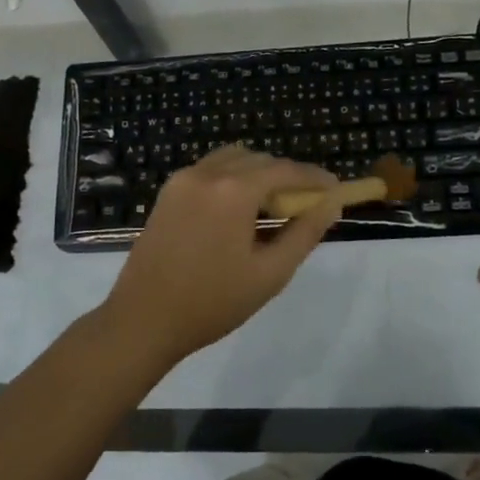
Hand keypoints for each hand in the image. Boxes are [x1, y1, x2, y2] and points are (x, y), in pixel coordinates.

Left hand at [98, 145, 342, 368]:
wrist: (143, 319)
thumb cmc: (212, 302)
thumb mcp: (270, 273)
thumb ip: (304, 233)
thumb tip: (330, 204)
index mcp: (233, 191)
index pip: (285, 170)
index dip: (314, 177)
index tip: (335, 189)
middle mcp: (207, 173)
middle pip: (259, 159)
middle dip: (286, 176)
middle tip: (306, 204)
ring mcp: (182, 180)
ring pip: (232, 159)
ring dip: (258, 174)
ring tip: (272, 207)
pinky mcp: (167, 192)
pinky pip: (209, 171)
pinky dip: (232, 178)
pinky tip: (238, 211)